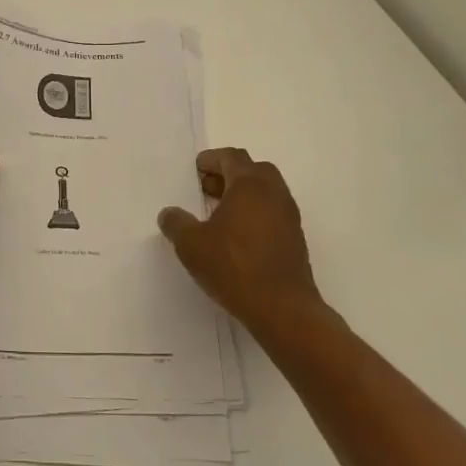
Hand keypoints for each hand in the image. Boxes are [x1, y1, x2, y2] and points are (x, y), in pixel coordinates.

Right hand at [158, 148, 332, 343]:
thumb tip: (170, 213)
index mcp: (250, 184)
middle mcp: (274, 193)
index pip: (231, 157)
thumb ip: (176, 223)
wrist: (283, 309)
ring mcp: (289, 216)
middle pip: (252, 169)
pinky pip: (273, 213)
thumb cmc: (234, 267)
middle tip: (207, 189)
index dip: (211, 160)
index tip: (196, 170)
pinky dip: (255, 213)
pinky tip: (237, 237)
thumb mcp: (191, 245)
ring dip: (243, 195)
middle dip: (228, 174)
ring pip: (265, 192)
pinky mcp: (296, 239)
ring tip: (219, 214)